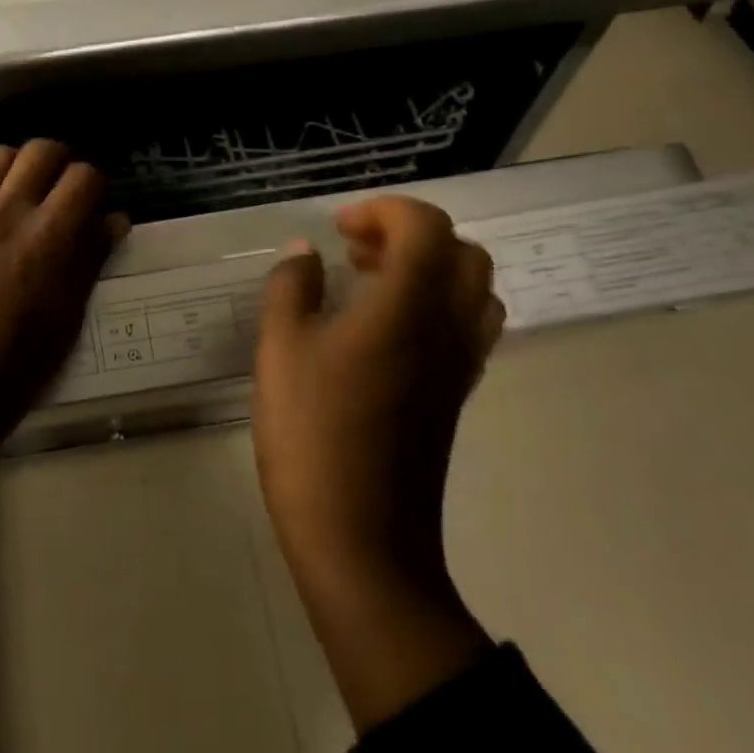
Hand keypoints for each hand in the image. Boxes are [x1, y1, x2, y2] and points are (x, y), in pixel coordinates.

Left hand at [0, 141, 125, 454]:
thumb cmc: (19, 363)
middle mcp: (8, 211)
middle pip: (41, 151)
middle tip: (64, 191)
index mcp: (49, 235)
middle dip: (62, 163)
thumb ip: (91, 258)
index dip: (97, 185)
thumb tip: (114, 220)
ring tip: (25, 194)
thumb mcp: (68, 315)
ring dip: (20, 167)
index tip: (95, 205)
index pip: (84, 176)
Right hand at [252, 196, 504, 730]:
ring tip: (370, 286)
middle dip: (410, 235)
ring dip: (428, 270)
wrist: (362, 541)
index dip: (384, 211)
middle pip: (462, 253)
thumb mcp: (280, 351)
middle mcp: (449, 328)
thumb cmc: (313, 436)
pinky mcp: (455, 397)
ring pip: (473, 291)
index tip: (339, 232)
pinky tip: (382, 332)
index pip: (426, 226)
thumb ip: (291, 289)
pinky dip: (434, 307)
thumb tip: (305, 254)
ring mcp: (460, 366)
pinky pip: (466, 328)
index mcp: (408, 307)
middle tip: (356, 253)